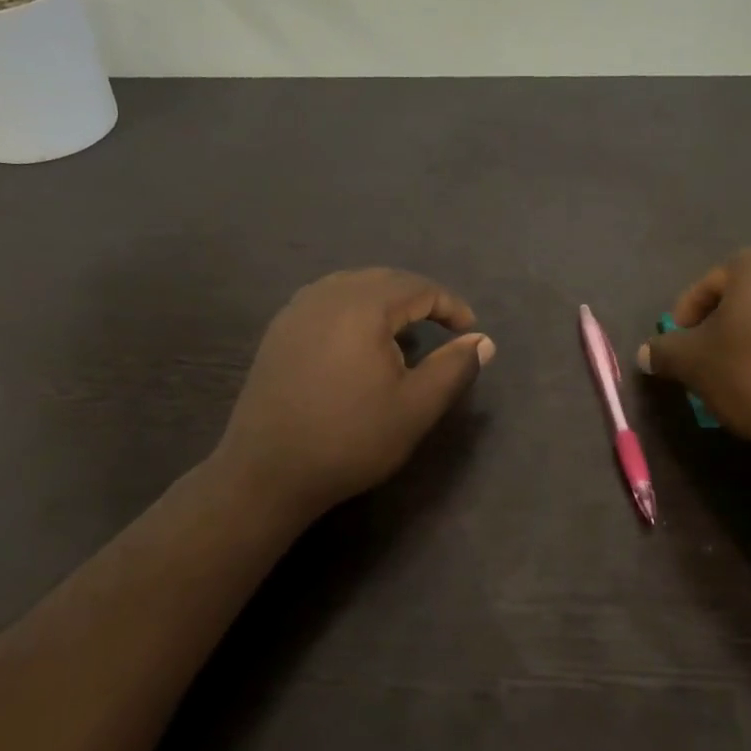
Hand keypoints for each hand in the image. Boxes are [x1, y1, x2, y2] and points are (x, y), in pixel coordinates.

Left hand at [214, 269, 495, 523]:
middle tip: (442, 327)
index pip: (419, 288)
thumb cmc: (350, 439)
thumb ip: (454, 368)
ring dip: (385, 302)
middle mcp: (327, 294)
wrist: (268, 471)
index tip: (469, 331)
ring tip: (404, 333)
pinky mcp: (279, 330)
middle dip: (419, 298)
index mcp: (363, 306)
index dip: (450, 305)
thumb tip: (483, 340)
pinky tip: (359, 343)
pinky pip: (327, 302)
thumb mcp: (416, 407)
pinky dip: (354, 311)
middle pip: (384, 279)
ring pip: (352, 287)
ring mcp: (297, 310)